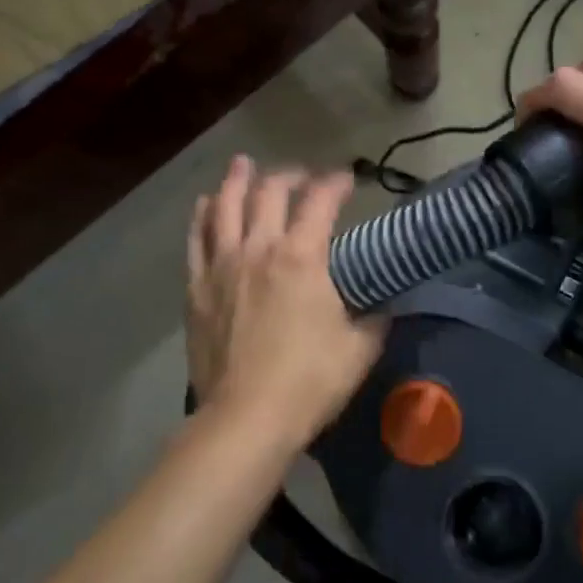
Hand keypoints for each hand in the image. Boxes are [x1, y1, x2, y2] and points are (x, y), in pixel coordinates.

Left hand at [186, 157, 386, 448]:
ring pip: (225, 207)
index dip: (336, 183)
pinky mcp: (197, 289)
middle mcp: (259, 249)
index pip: (320, 202)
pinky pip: (197, 240)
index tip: (348, 178)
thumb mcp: (360, 348)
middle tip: (301, 177)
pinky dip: (203, 216)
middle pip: (269, 193)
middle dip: (289, 176)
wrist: (246, 418)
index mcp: (302, 258)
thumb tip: (386, 304)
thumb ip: (376, 318)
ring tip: (243, 164)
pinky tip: (207, 205)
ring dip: (237, 181)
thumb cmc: (309, 381)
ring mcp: (222, 266)